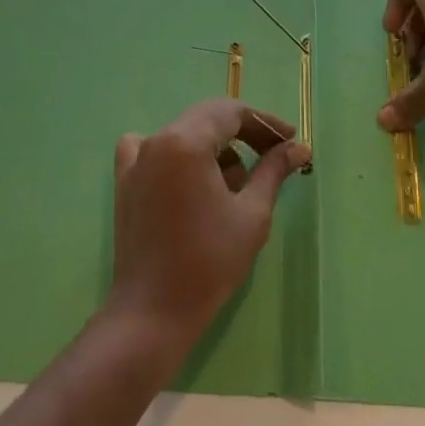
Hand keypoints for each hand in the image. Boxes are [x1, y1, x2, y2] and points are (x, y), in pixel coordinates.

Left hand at [108, 99, 310, 343]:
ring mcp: (136, 160)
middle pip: (207, 118)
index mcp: (186, 141)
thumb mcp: (251, 214)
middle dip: (242, 133)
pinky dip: (175, 154)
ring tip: (234, 185)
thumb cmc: (208, 262)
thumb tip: (299, 148)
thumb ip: (273, 171)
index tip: (290, 140)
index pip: (231, 113)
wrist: (153, 312)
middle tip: (272, 155)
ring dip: (213, 148)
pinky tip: (187, 178)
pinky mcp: (125, 182)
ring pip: (184, 133)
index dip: (264, 122)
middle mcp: (158, 140)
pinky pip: (152, 149)